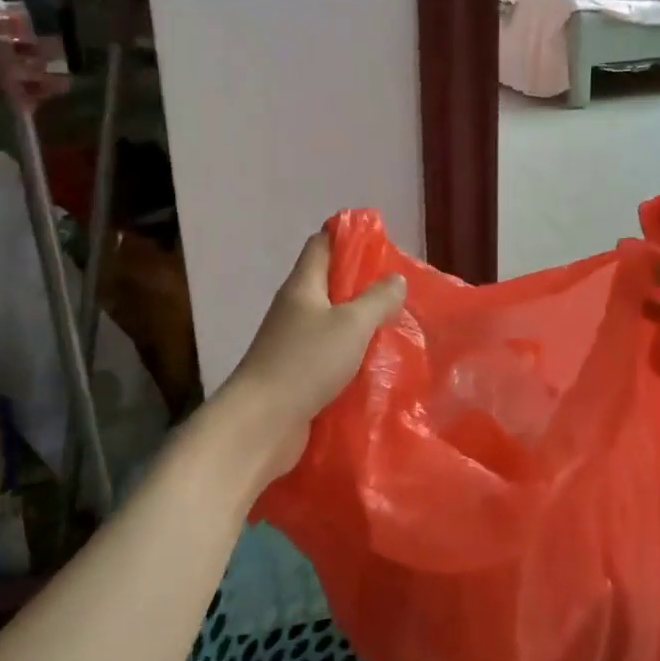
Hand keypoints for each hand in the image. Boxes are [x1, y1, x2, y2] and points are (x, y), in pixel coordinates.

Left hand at [219, 231, 406, 483]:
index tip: (380, 242)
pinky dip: (350, 353)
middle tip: (398, 290)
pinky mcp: (295, 373)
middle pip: (328, 283)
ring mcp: (292, 342)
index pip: (322, 245)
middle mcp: (294, 308)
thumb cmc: (306, 362)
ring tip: (395, 325)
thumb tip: (395, 279)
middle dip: (361, 283)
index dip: (348, 237)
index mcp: (302, 286)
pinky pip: (328, 354)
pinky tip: (375, 363)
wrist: (261, 423)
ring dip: (358, 322)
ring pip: (330, 321)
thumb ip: (377, 299)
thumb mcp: (351, 325)